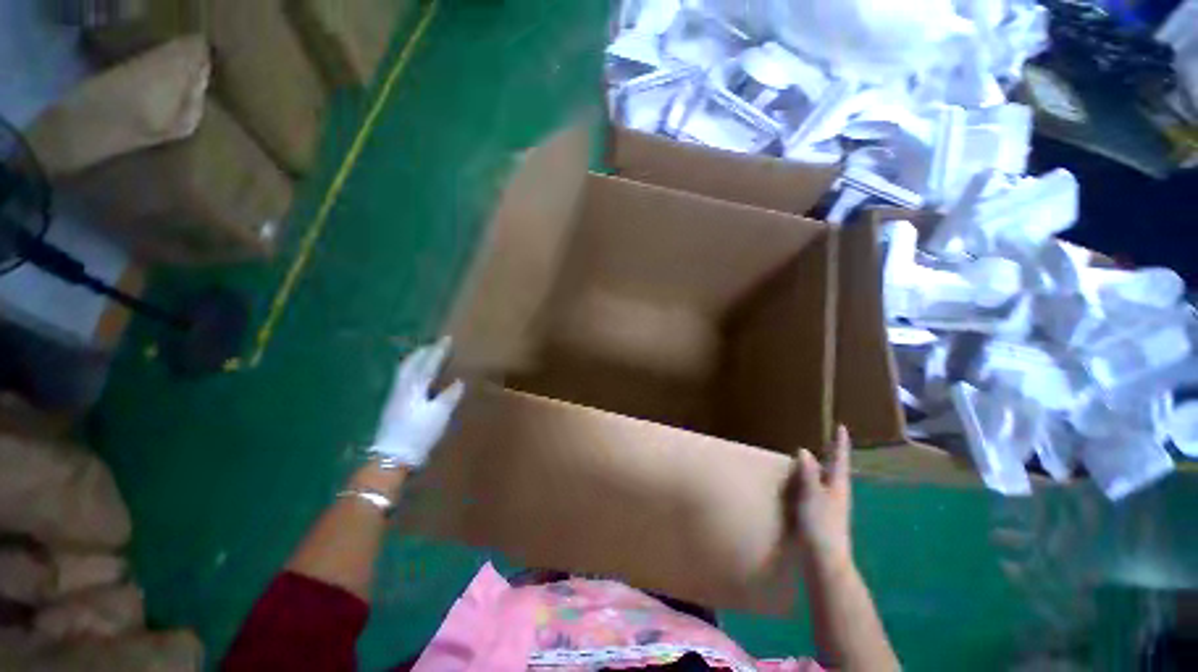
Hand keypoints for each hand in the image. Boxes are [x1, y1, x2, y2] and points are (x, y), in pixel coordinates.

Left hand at [370, 337, 464, 469]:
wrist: (392, 457)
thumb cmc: (418, 433)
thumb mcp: (440, 414)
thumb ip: (449, 396)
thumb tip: (459, 382)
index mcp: (415, 386)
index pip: (428, 363)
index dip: (438, 351)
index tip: (447, 339)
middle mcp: (402, 387)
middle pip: (410, 363)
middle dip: (423, 352)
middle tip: (433, 344)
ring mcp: (395, 396)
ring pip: (404, 371)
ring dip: (415, 360)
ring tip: (424, 356)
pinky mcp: (392, 406)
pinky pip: (403, 379)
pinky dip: (411, 371)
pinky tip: (416, 377)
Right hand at [784, 425, 852, 571]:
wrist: (826, 560)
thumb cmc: (821, 525)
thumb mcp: (813, 496)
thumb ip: (809, 474)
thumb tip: (806, 451)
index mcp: (838, 487)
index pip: (840, 460)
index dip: (840, 444)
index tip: (842, 428)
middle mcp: (838, 494)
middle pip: (836, 471)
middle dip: (832, 457)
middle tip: (825, 442)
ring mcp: (832, 507)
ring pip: (827, 482)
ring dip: (821, 470)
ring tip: (810, 460)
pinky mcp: (824, 517)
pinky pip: (818, 492)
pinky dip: (812, 483)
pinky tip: (802, 486)